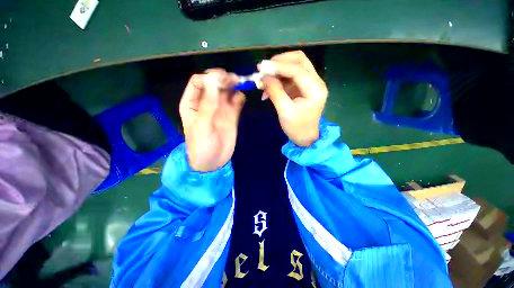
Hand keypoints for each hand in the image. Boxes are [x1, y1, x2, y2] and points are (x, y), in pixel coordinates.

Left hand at [179, 70, 244, 171]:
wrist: (213, 162)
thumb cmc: (201, 145)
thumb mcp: (201, 126)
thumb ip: (208, 104)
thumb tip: (214, 81)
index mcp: (192, 103)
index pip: (198, 82)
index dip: (209, 78)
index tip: (221, 80)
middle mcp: (206, 102)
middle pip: (214, 84)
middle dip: (223, 79)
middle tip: (235, 79)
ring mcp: (220, 108)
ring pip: (226, 91)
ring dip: (233, 85)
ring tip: (241, 84)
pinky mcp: (231, 115)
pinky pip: (236, 102)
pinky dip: (239, 97)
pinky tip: (241, 98)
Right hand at [259, 51, 327, 146]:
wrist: (305, 137)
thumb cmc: (296, 128)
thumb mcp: (284, 112)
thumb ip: (275, 92)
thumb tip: (263, 77)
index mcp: (315, 89)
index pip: (297, 69)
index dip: (278, 66)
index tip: (261, 67)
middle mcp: (316, 82)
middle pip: (299, 60)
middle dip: (280, 62)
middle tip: (263, 68)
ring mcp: (310, 83)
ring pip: (295, 66)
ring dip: (278, 69)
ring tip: (263, 78)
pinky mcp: (303, 87)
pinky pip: (290, 76)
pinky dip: (278, 78)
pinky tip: (268, 87)